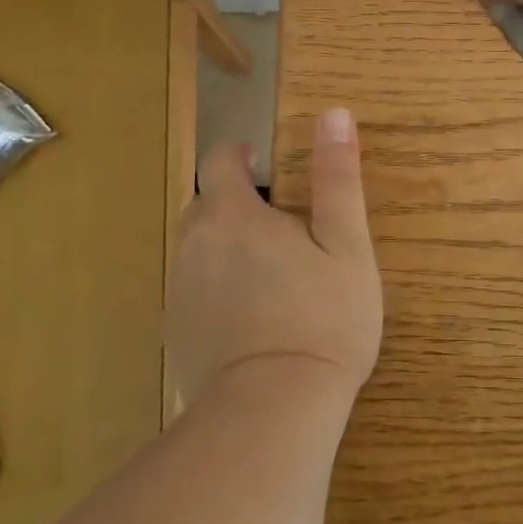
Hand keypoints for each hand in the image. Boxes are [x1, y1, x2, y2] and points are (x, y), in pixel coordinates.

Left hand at [166, 109, 383, 413]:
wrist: (274, 409)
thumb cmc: (322, 317)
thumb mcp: (346, 244)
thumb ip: (337, 178)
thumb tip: (333, 113)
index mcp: (231, 215)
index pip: (218, 160)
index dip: (240, 155)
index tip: (268, 170)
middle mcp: (194, 245)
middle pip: (205, 204)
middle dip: (236, 203)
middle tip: (284, 230)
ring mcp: (180, 291)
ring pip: (199, 248)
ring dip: (227, 247)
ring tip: (273, 275)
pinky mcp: (177, 332)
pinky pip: (194, 290)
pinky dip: (217, 288)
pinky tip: (252, 317)